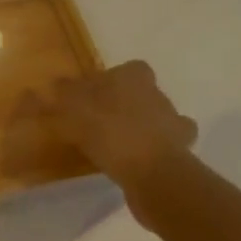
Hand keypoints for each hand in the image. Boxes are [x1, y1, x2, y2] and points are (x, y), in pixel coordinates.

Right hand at [49, 61, 197, 185]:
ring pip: (158, 117)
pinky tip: (138, 160)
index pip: (127, 69)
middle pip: (142, 92)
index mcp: (132, 77)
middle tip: (102, 120)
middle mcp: (156, 93)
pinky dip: (154, 150)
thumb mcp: (72, 107)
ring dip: (142, 126)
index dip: (111, 80)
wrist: (151, 171)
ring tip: (118, 143)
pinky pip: (167, 146)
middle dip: (125, 103)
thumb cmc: (108, 131)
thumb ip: (64, 92)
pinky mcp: (182, 150)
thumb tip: (58, 83)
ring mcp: (173, 122)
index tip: (94, 95)